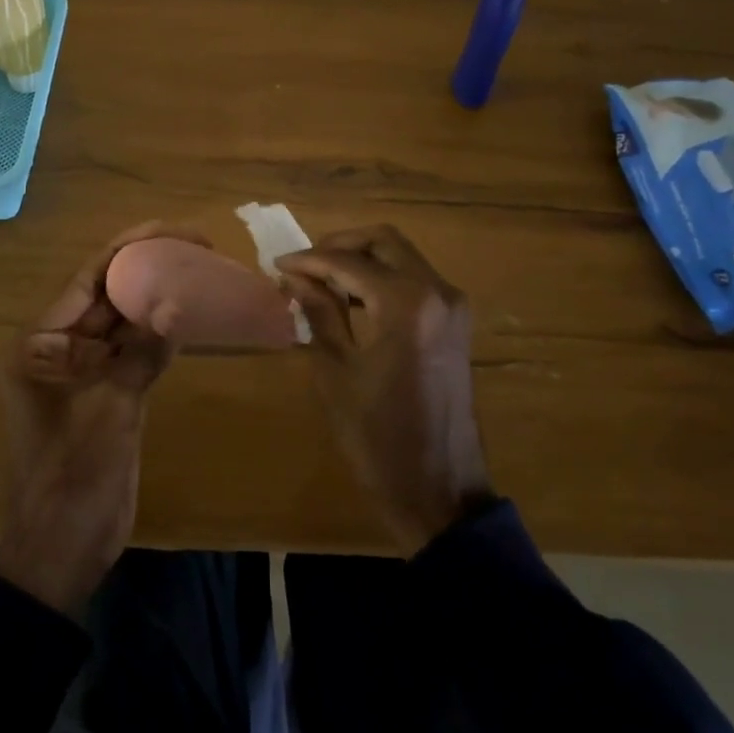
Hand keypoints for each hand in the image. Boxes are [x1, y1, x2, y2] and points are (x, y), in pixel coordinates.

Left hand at [0, 221, 207, 616]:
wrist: (60, 554)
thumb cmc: (71, 483)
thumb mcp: (107, 415)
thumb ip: (140, 358)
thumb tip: (177, 307)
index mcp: (39, 346)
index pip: (88, 280)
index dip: (129, 249)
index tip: (173, 231)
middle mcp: (57, 349)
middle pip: (106, 296)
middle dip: (149, 269)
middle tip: (200, 249)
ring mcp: (82, 372)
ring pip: (123, 323)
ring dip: (157, 300)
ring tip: (201, 273)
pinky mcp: (106, 394)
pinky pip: (133, 353)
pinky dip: (159, 337)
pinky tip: (191, 318)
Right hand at [277, 225, 492, 553]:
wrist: (441, 491)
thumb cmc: (379, 438)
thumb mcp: (337, 373)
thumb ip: (319, 314)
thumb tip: (296, 278)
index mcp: (407, 305)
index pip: (349, 263)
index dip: (310, 260)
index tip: (277, 265)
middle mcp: (438, 292)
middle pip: (384, 241)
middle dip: (340, 245)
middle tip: (304, 264)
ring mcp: (453, 306)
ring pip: (402, 257)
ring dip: (362, 260)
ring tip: (320, 280)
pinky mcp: (456, 323)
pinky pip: (416, 281)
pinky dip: (383, 278)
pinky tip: (351, 299)